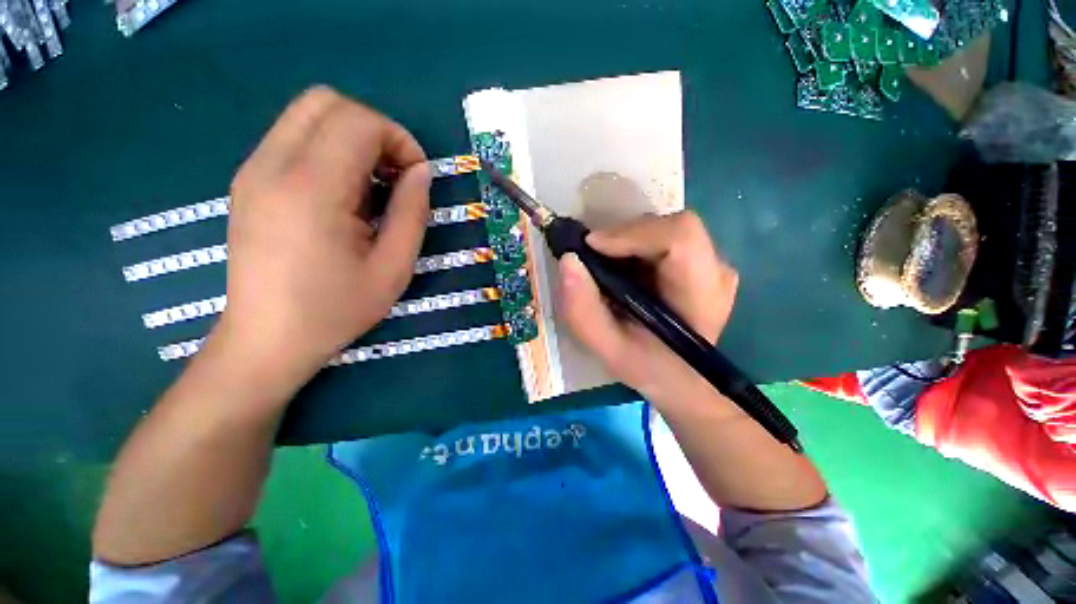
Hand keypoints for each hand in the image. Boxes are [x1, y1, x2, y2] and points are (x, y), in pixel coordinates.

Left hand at [214, 86, 430, 385]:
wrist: (267, 338)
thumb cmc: (336, 309)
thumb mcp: (393, 268)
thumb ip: (412, 213)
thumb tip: (421, 172)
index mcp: (311, 190)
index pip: (359, 122)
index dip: (399, 140)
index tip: (416, 177)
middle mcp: (272, 165)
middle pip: (327, 101)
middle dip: (375, 129)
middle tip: (395, 175)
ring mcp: (253, 170)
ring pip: (308, 114)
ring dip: (352, 138)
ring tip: (372, 187)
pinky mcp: (248, 180)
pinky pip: (294, 137)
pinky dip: (329, 150)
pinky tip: (343, 194)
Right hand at [559, 211, 738, 402]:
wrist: (679, 378)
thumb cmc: (649, 368)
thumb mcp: (607, 349)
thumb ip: (583, 310)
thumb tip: (568, 260)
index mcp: (701, 296)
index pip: (680, 237)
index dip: (633, 233)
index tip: (592, 247)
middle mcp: (716, 271)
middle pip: (670, 226)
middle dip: (624, 237)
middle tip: (594, 259)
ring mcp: (712, 263)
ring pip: (665, 228)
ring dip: (627, 242)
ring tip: (608, 270)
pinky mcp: (701, 261)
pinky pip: (664, 237)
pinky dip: (635, 246)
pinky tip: (624, 270)